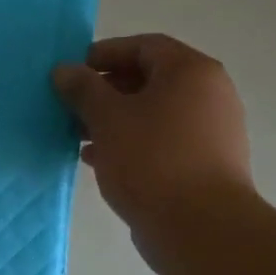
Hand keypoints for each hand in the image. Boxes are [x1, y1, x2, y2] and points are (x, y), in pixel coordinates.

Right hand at [52, 34, 253, 241]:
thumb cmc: (152, 160)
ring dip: (114, 120)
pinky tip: (98, 160)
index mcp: (191, 72)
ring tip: (78, 136)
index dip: (104, 54)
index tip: (72, 72)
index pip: (144, 46)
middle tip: (71, 106)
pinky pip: (161, 141)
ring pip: (153, 113)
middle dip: (105, 91)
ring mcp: (211, 131)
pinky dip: (131, 143)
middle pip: (149, 79)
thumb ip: (83, 89)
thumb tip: (64, 70)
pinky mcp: (205, 164)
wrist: (201, 228)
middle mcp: (209, 94)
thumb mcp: (107, 118)